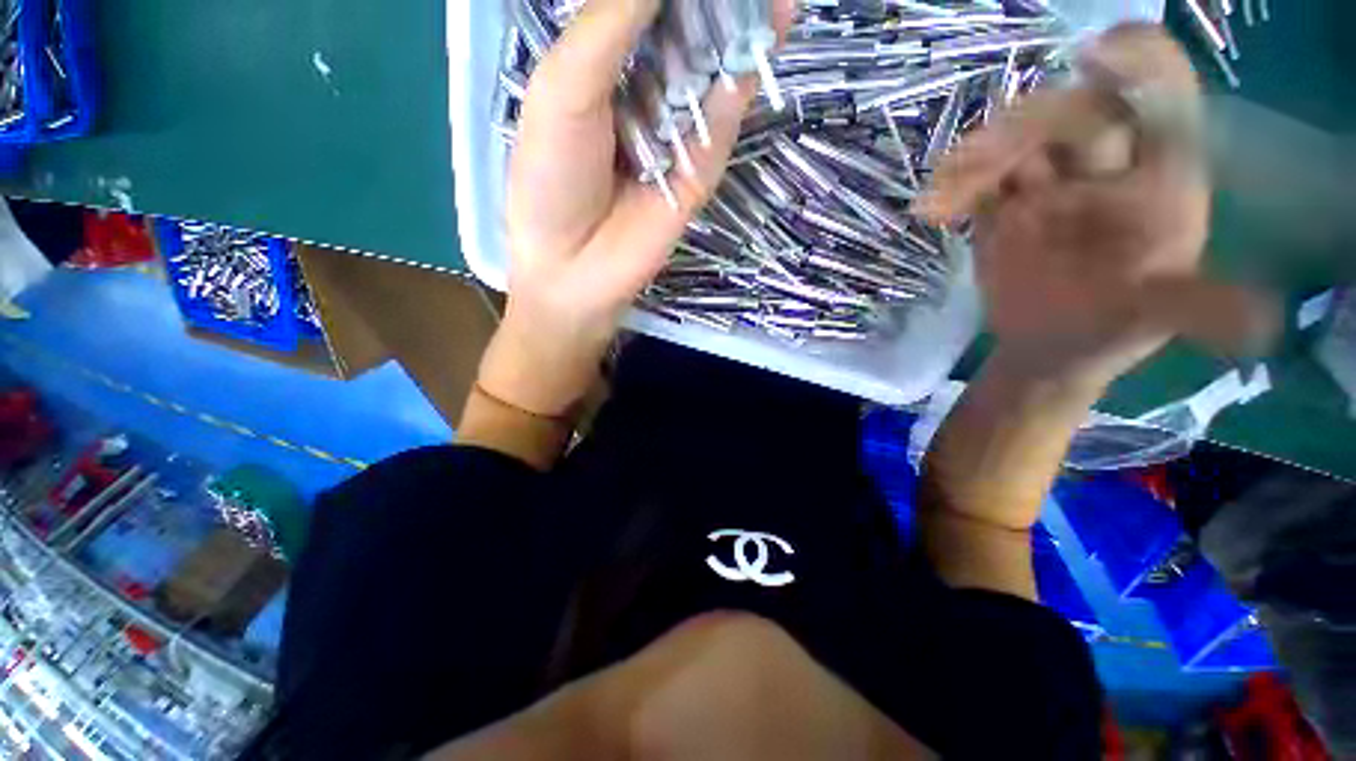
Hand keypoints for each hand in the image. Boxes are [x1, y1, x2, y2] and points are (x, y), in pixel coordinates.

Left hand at [478, 0, 792, 416]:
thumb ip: (612, 24)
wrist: (576, 268)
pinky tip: (769, 28)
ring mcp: (678, 131)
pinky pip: (724, 113)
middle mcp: (645, 92)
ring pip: (714, 64)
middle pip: (686, 28)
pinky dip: (743, 73)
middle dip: (712, 0)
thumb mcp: (565, 89)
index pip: (643, 7)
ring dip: (740, 21)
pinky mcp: (701, 167)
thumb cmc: (552, 180)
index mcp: (603, 67)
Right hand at [921, 24, 1276, 388]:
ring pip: (1020, 141)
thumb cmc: (1111, 330)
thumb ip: (1197, 307)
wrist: (1044, 348)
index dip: (1139, 63)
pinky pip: (978, 183)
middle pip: (1078, 110)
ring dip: (986, 153)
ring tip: (953, 185)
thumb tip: (1264, 322)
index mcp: (1160, 179)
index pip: (1164, 97)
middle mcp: (1106, 170)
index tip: (1096, 54)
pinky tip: (939, 205)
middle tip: (990, 155)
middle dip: (1037, 121)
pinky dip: (958, 186)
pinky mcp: (1002, 211)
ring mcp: (1049, 188)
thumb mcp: (1158, 320)